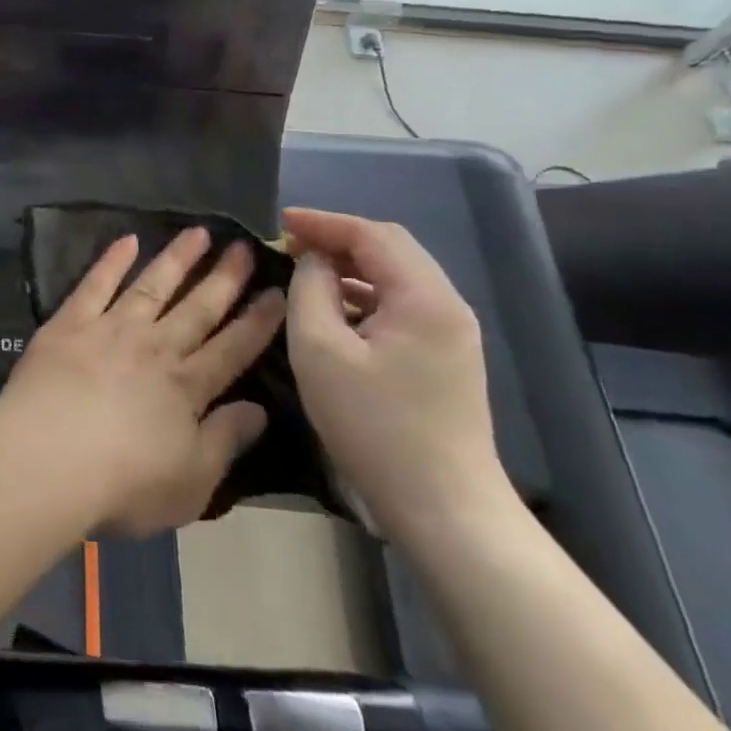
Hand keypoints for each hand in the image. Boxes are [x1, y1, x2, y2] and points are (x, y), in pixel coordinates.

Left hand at [0, 228, 284, 536]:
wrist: (48, 459)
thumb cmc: (124, 484)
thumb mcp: (193, 482)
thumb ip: (226, 441)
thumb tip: (259, 410)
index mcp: (186, 387)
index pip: (232, 348)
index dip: (258, 322)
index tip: (277, 292)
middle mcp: (155, 348)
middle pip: (197, 308)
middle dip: (224, 278)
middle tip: (243, 246)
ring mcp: (111, 330)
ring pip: (152, 286)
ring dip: (176, 258)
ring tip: (198, 232)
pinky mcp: (70, 324)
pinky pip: (96, 284)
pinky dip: (112, 261)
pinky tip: (127, 240)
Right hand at [282, 208, 514, 548]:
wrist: (444, 509)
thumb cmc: (375, 427)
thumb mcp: (320, 351)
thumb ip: (309, 291)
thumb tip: (312, 262)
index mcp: (425, 298)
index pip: (372, 235)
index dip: (323, 223)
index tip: (279, 222)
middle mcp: (447, 305)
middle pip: (390, 249)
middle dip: (337, 240)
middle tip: (289, 244)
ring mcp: (451, 333)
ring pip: (395, 277)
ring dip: (350, 267)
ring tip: (304, 270)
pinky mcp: (444, 357)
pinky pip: (400, 305)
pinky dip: (364, 295)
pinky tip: (333, 309)